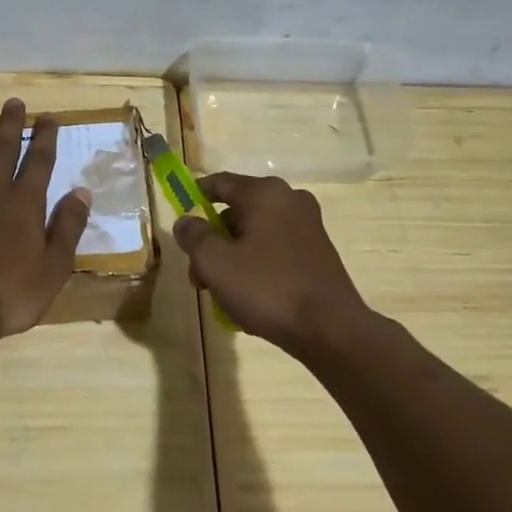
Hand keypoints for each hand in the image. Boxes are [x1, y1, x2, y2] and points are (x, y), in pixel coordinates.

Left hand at [0, 98, 91, 345]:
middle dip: (11, 125)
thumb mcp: (54, 268)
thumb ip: (67, 227)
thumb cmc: (9, 295)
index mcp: (25, 205)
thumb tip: (81, 191)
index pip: (39, 162)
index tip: (48, 117)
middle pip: (4, 150)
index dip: (45, 138)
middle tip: (14, 102)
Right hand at [171, 172, 370, 354]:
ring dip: (233, 257)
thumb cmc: (267, 288)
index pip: (218, 183)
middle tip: (199, 276)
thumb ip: (193, 236)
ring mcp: (308, 225)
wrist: (330, 329)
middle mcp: (290, 200)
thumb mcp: (215, 262)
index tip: (181, 223)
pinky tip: (250, 297)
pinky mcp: (319, 251)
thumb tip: (186, 221)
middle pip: (236, 212)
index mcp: (264, 193)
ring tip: (222, 295)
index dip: (194, 198)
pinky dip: (257, 265)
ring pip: (255, 233)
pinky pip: (275, 249)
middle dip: (213, 241)